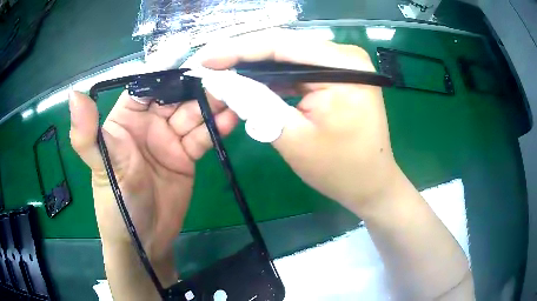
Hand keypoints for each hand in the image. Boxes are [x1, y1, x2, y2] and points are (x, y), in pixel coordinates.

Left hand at [68, 91, 237, 274]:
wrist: (143, 241)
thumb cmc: (115, 203)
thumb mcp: (99, 166)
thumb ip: (87, 133)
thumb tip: (74, 93)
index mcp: (126, 118)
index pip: (148, 86)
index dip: (168, 74)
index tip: (193, 64)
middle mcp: (149, 124)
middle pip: (176, 97)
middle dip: (197, 88)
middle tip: (223, 81)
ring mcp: (170, 140)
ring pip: (193, 114)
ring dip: (212, 105)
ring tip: (233, 98)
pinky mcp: (187, 156)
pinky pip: (202, 136)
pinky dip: (217, 127)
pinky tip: (230, 120)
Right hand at [200, 30, 399, 216]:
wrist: (371, 184)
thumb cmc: (339, 169)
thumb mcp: (292, 137)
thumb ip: (256, 103)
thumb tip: (223, 81)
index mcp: (344, 66)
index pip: (281, 45)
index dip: (238, 49)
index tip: (206, 59)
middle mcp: (347, 56)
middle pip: (286, 45)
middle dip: (244, 54)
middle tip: (210, 63)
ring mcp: (345, 64)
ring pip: (291, 55)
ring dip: (257, 64)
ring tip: (224, 69)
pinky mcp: (341, 75)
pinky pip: (301, 67)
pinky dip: (275, 74)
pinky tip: (253, 79)